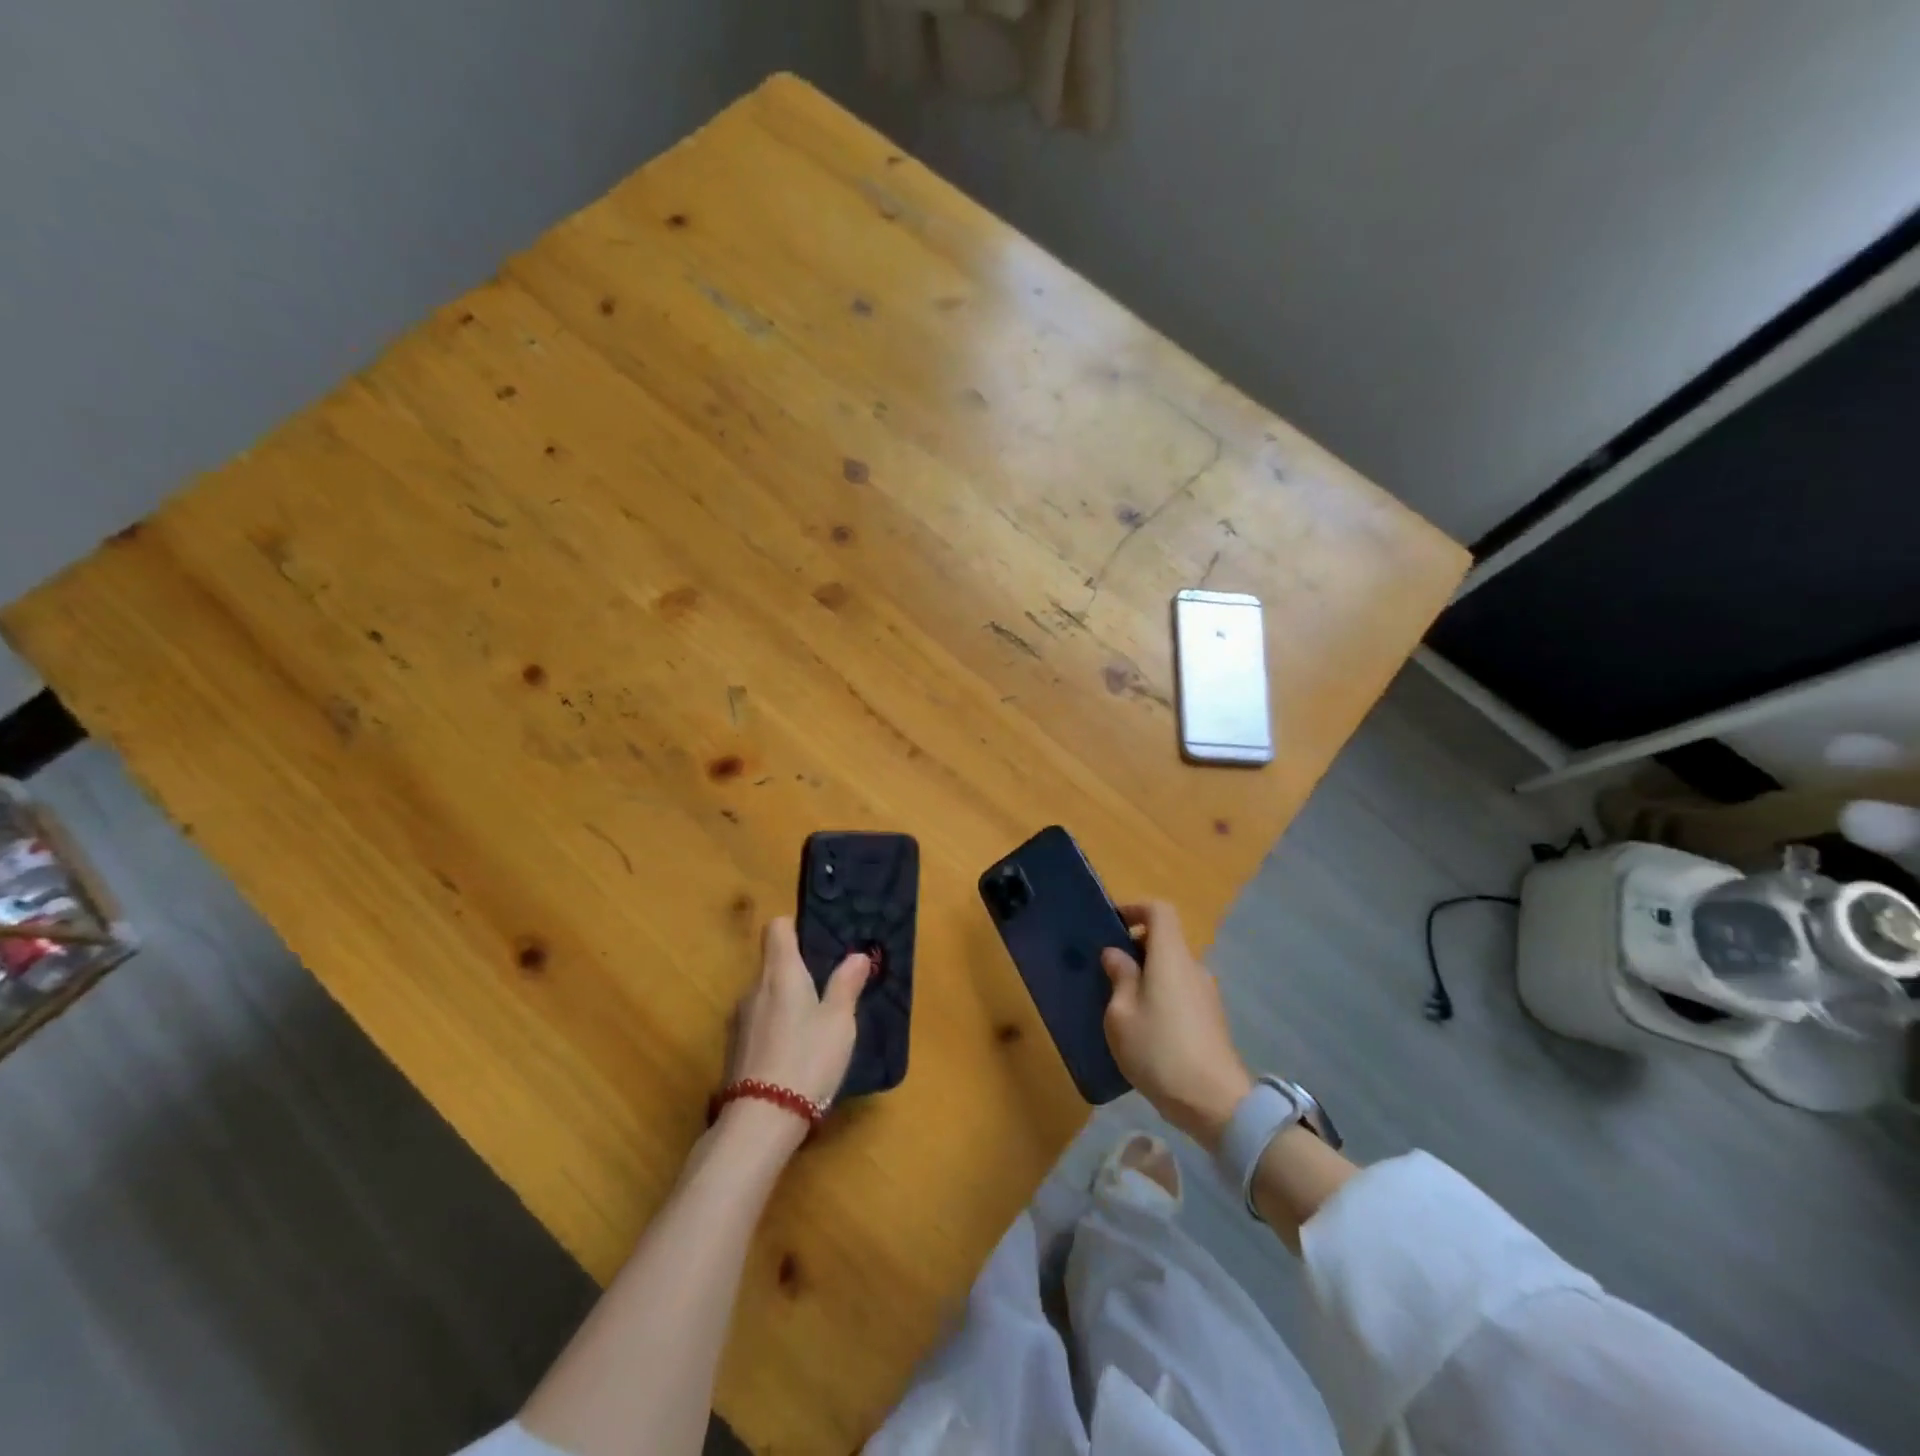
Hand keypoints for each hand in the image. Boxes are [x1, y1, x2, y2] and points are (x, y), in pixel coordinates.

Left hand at [727, 918, 869, 1113]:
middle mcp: (754, 988)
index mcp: (781, 973)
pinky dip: (775, 1028)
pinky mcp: (734, 1050)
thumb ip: (846, 985)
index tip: (815, 943)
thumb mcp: (839, 1021)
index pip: (776, 928)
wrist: (761, 1121)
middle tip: (827, 990)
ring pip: (766, 996)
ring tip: (813, 1026)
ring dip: (786, 1003)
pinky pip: (759, 1023)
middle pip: (773, 964)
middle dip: (797, 971)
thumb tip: (857, 955)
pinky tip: (794, 1053)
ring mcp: (739, 1020)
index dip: (794, 927)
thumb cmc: (807, 1059)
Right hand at [1101, 900, 1252, 1150]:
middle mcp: (1193, 967)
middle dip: (1135, 948)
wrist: (1215, 1103)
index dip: (1135, 909)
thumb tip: (1116, 954)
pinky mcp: (1211, 1019)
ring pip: (1172, 969)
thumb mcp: (1121, 1015)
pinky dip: (1160, 995)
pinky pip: (1180, 992)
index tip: (1111, 924)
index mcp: (1171, 957)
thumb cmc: (1159, 1051)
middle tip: (1106, 970)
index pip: (1160, 911)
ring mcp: (1206, 994)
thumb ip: (1119, 978)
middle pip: (1165, 941)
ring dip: (1147, 975)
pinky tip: (1143, 1028)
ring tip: (1120, 1003)